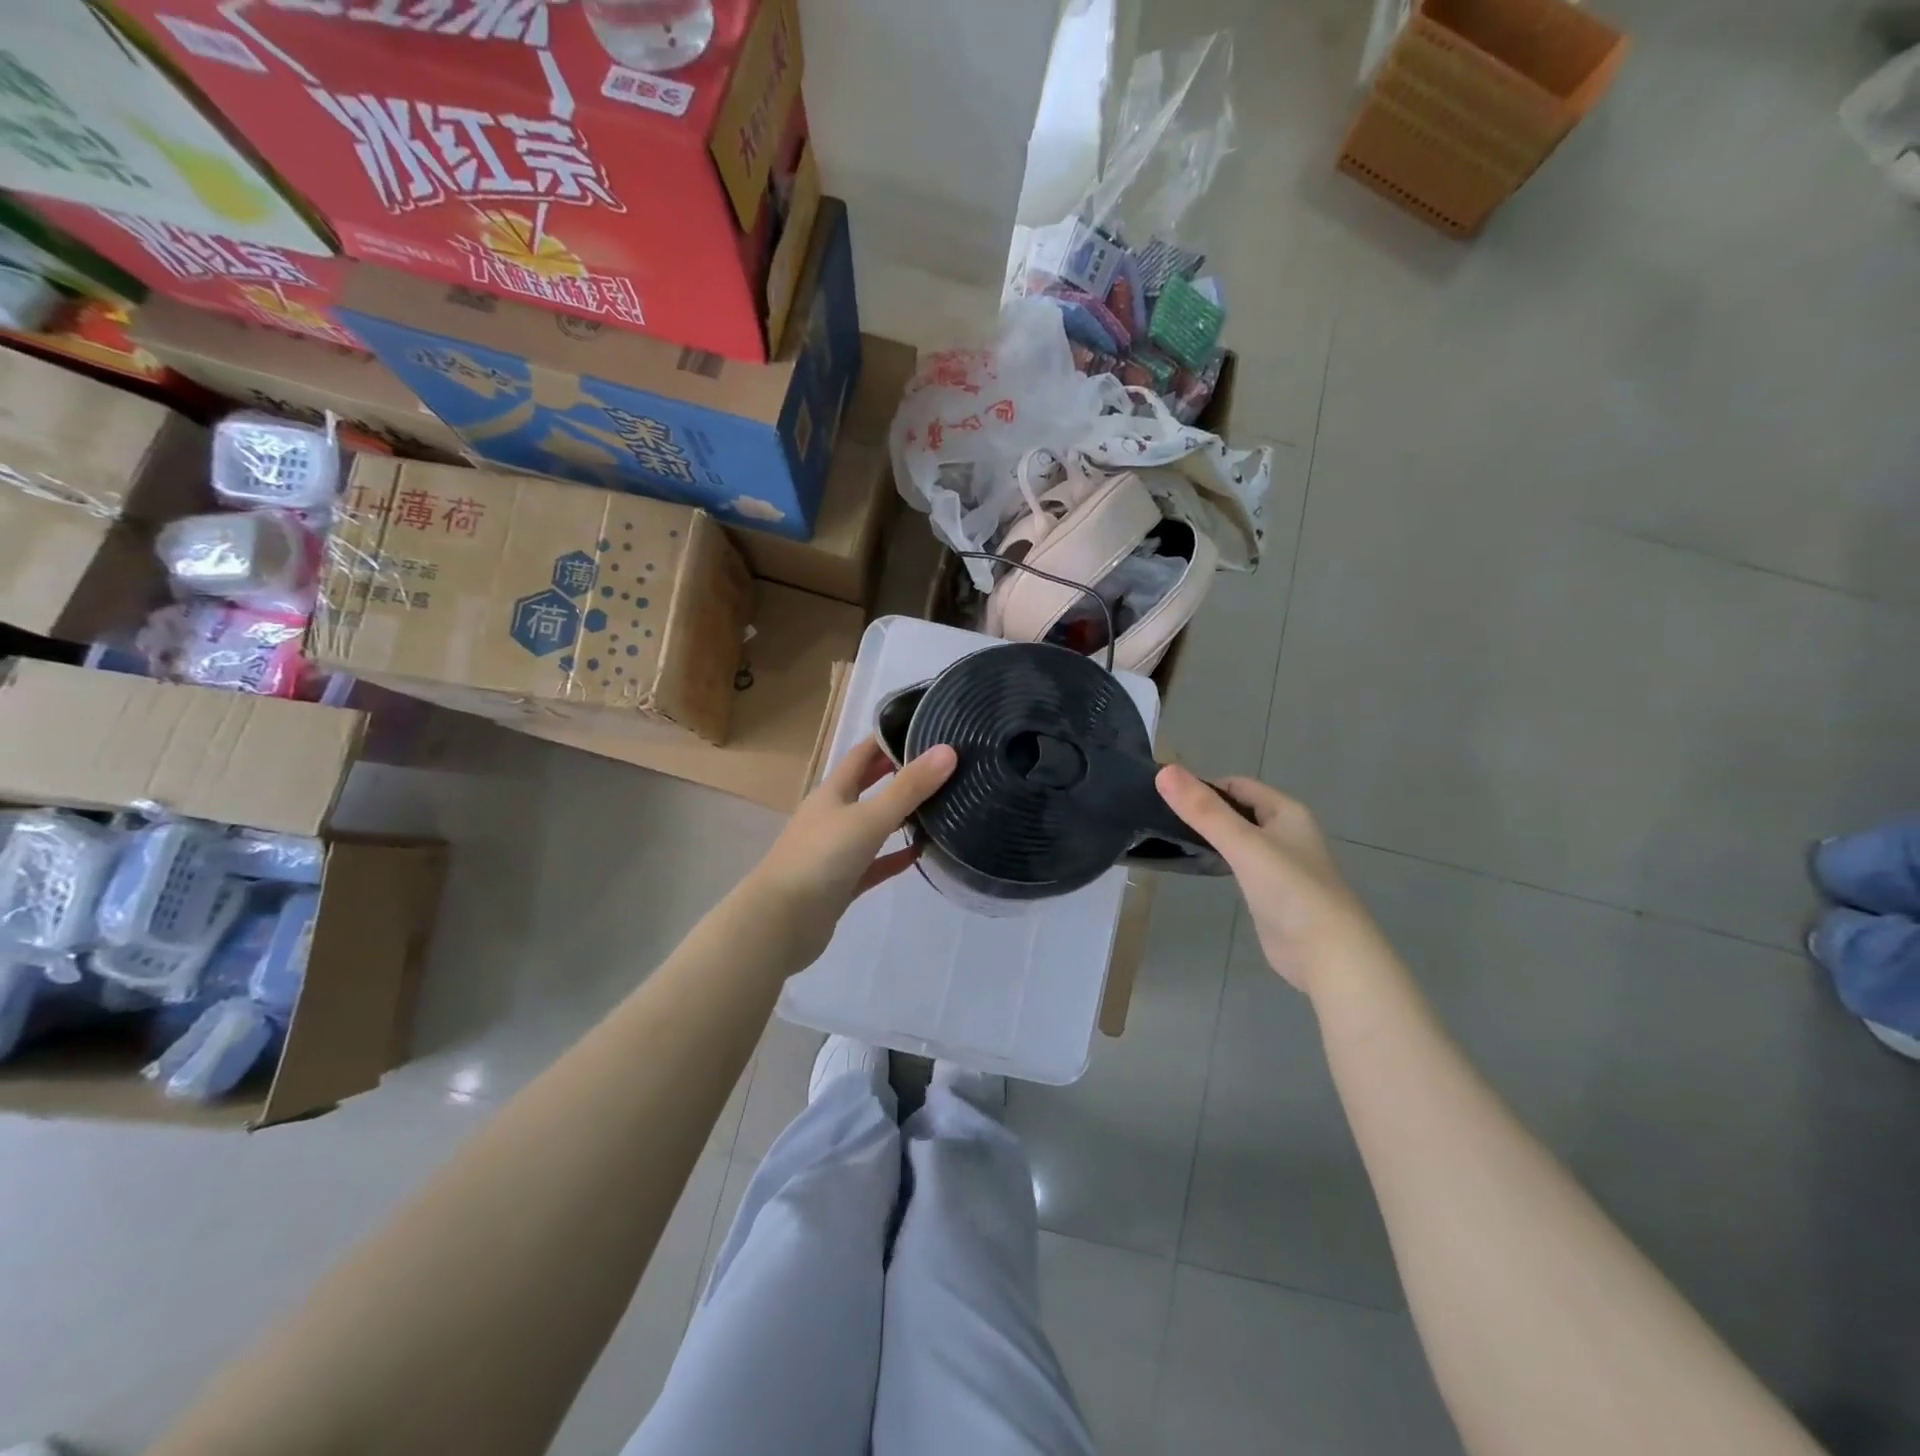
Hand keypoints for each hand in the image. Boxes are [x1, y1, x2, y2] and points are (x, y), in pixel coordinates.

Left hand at [749, 737, 957, 968]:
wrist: (781, 922)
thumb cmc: (821, 859)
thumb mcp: (869, 818)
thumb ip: (908, 788)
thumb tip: (948, 751)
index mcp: (832, 793)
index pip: (862, 755)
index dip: (887, 740)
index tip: (921, 729)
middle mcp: (831, 816)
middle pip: (866, 788)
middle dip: (895, 774)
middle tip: (935, 766)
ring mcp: (835, 851)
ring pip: (872, 827)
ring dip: (898, 817)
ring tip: (937, 806)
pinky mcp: (841, 883)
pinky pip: (874, 864)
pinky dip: (894, 857)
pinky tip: (920, 854)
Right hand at [1156, 766, 1378, 995]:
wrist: (1327, 954)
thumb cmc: (1289, 890)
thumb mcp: (1243, 844)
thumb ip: (1203, 810)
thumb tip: (1163, 771)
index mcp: (1286, 812)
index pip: (1237, 785)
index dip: (1203, 787)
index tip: (1167, 799)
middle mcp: (1286, 833)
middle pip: (1238, 811)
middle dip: (1204, 811)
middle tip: (1162, 820)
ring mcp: (1280, 865)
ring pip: (1238, 839)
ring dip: (1211, 836)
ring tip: (1171, 840)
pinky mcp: (1271, 893)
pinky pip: (1240, 865)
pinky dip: (1219, 861)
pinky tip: (1199, 868)